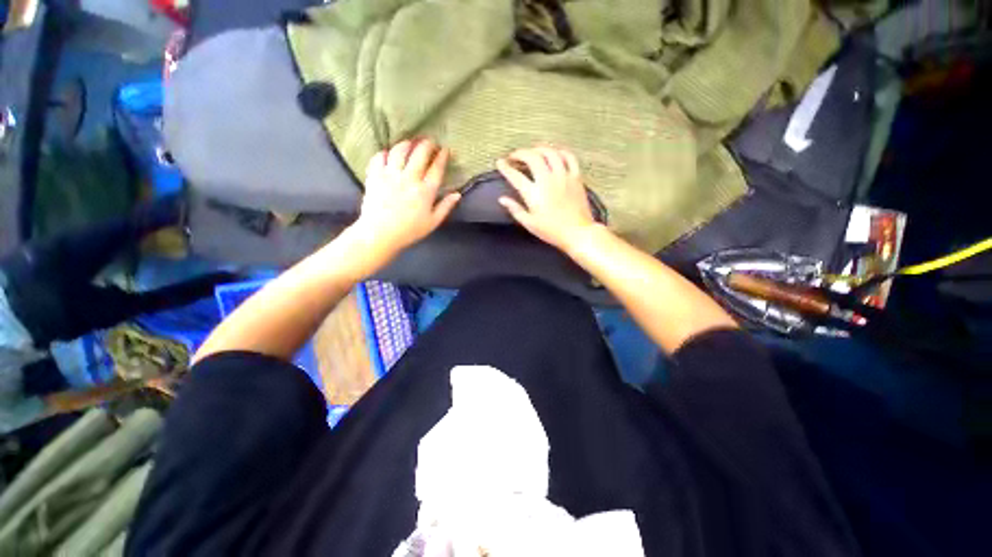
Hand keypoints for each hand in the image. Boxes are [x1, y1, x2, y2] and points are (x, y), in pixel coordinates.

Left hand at [352, 139, 460, 257]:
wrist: (380, 234)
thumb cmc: (409, 231)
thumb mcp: (433, 222)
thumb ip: (445, 206)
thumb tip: (457, 194)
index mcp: (425, 191)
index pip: (436, 168)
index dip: (442, 156)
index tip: (445, 149)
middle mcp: (409, 178)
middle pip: (419, 154)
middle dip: (427, 144)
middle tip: (430, 142)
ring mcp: (390, 175)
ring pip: (399, 150)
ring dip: (407, 144)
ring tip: (410, 143)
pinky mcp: (375, 175)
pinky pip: (379, 157)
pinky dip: (385, 153)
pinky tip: (388, 154)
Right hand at [496, 147, 599, 252]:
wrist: (577, 232)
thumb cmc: (552, 231)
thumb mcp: (530, 223)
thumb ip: (515, 209)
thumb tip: (502, 199)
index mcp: (534, 193)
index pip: (515, 176)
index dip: (505, 167)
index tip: (500, 162)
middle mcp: (547, 180)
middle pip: (532, 157)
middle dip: (520, 153)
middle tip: (515, 156)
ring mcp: (563, 176)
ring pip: (550, 153)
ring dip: (539, 148)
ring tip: (533, 151)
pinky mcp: (576, 177)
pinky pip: (569, 157)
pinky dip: (560, 152)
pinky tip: (555, 153)